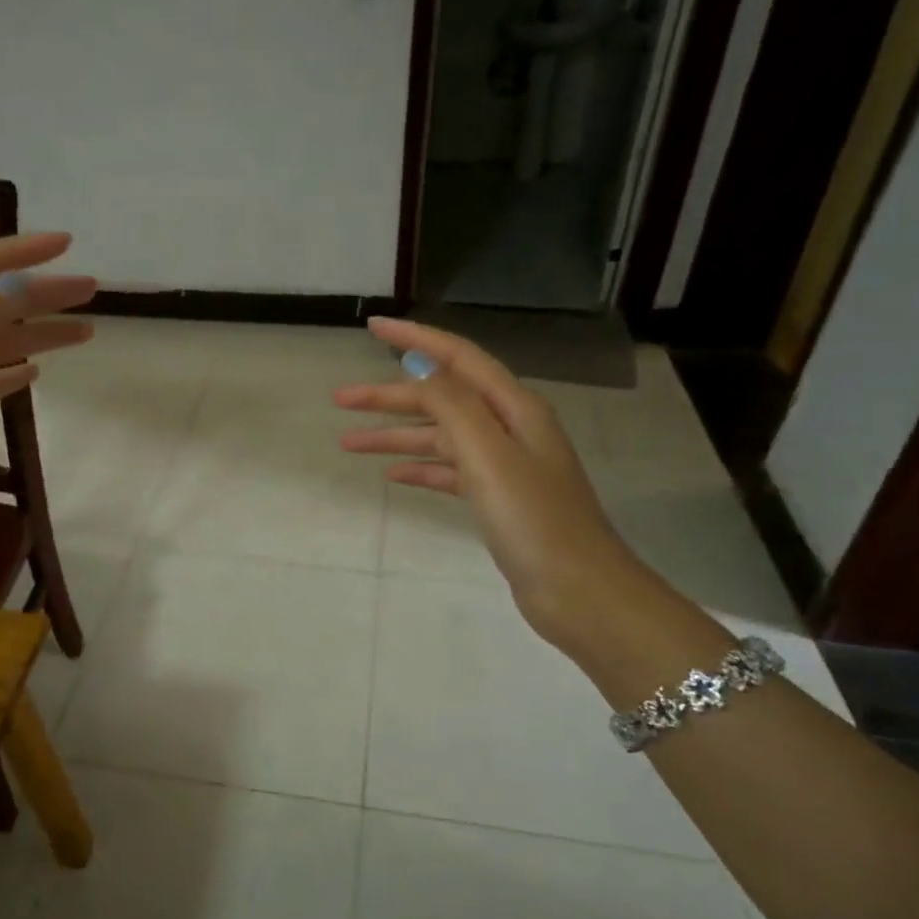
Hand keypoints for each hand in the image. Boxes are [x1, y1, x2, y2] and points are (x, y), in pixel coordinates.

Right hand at [334, 318, 649, 652]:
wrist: (578, 591)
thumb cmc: (534, 520)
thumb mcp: (490, 456)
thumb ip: (453, 406)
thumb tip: (421, 364)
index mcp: (514, 408)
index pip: (458, 358)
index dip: (415, 339)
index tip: (372, 327)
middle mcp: (510, 428)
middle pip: (442, 398)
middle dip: (391, 395)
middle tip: (340, 399)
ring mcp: (505, 465)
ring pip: (441, 436)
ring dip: (396, 436)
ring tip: (348, 442)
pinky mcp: (498, 499)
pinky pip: (450, 471)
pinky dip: (420, 468)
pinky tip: (391, 476)